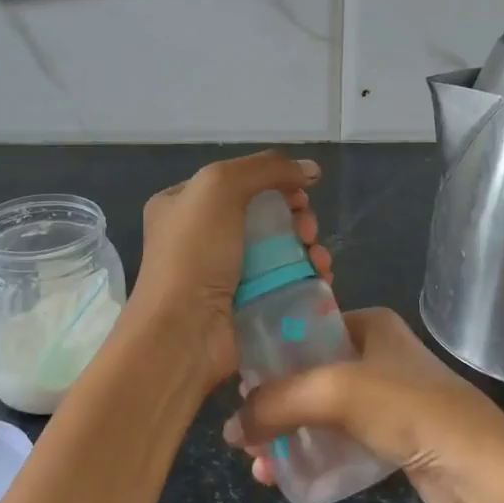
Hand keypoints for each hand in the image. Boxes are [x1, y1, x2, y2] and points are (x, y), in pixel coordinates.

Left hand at [127, 151, 330, 396]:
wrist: (183, 333)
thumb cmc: (194, 254)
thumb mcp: (220, 188)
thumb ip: (266, 168)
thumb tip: (310, 169)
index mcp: (182, 204)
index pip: (237, 182)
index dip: (275, 182)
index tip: (301, 194)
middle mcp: (200, 237)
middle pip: (264, 215)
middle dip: (296, 218)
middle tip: (308, 231)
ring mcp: (222, 274)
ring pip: (278, 249)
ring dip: (307, 248)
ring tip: (319, 260)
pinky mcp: (244, 305)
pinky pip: (282, 282)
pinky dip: (305, 277)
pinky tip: (321, 278)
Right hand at [222, 307, 503, 502]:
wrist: (476, 465)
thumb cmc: (405, 407)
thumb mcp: (332, 391)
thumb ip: (276, 402)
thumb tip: (229, 428)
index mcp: (369, 326)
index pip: (306, 330)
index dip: (270, 357)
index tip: (238, 387)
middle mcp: (377, 355)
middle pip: (308, 376)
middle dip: (273, 406)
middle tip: (243, 434)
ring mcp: (387, 398)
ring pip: (320, 413)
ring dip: (287, 436)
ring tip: (258, 465)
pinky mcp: (392, 437)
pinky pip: (339, 441)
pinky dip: (312, 455)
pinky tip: (284, 475)